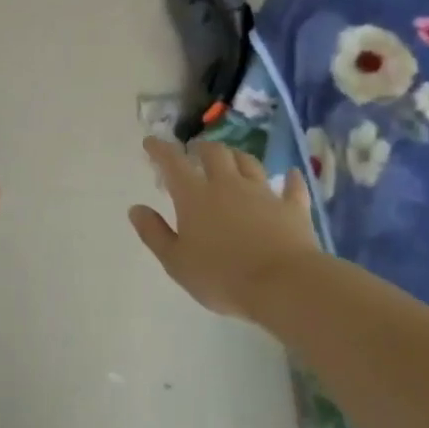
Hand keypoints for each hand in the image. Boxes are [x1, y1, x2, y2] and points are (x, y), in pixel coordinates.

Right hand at [129, 138, 319, 322]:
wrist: (283, 285)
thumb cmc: (221, 276)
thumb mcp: (176, 261)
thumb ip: (154, 233)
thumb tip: (136, 208)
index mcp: (195, 196)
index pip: (173, 163)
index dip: (160, 149)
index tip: (151, 142)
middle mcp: (228, 185)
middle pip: (215, 153)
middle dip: (202, 148)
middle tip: (196, 151)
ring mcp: (263, 194)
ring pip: (249, 163)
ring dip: (237, 157)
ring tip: (231, 159)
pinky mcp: (292, 208)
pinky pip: (292, 187)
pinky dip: (290, 179)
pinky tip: (291, 175)